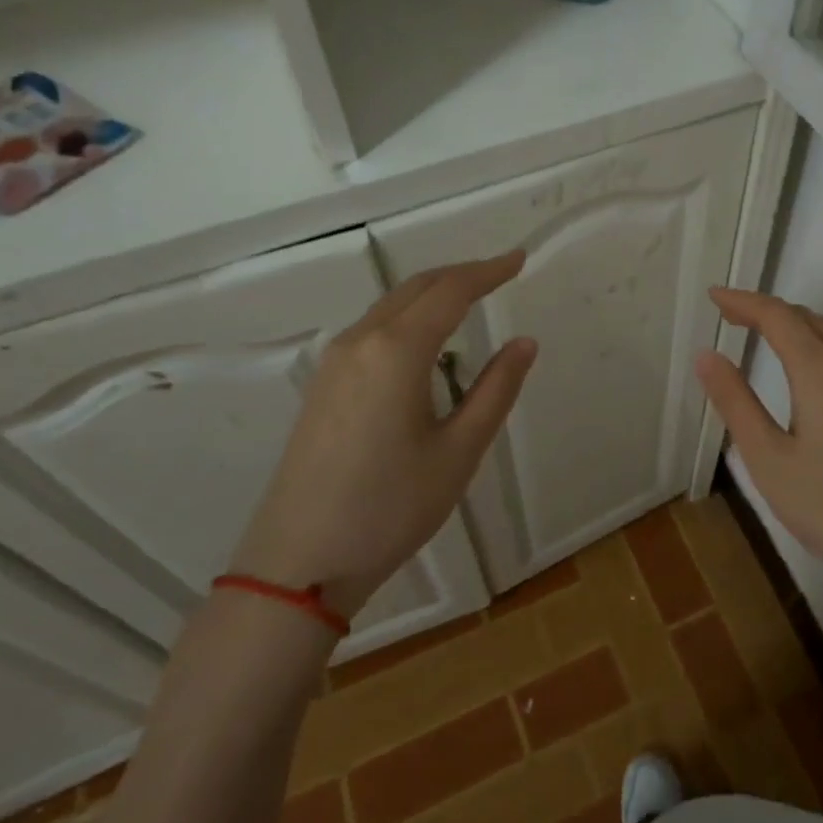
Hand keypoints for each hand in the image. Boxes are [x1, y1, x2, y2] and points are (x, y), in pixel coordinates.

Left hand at [230, 251, 536, 619]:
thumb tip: (524, 342)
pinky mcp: (323, 385)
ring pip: (391, 306)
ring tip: (471, 298)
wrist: (298, 563)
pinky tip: (426, 341)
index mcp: (396, 351)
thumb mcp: (459, 451)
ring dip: (433, 293)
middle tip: (501, 272)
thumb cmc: (390, 508)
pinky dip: (408, 316)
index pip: (451, 291)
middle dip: (461, 274)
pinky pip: (373, 329)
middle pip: (417, 288)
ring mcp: (334, 363)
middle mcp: (361, 343)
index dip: (488, 271)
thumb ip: (496, 390)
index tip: (519, 259)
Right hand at [694, 288, 822, 621]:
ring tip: (762, 331)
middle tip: (727, 315)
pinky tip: (808, 364)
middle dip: (765, 308)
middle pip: (806, 317)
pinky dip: (817, 338)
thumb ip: (735, 402)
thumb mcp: (767, 458)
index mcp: (821, 371)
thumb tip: (706, 354)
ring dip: (794, 321)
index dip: (743, 301)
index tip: (713, 296)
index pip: (777, 317)